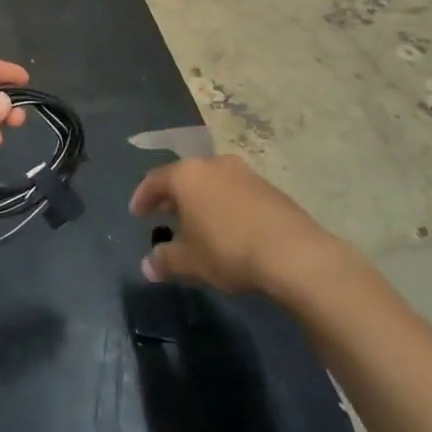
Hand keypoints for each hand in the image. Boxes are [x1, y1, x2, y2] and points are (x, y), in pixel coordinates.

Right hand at [130, 156, 346, 301]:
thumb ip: (165, 261)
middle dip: (173, 197)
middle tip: (165, 216)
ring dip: (201, 199)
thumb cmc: (229, 250)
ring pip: (212, 182)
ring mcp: (244, 173)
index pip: (154, 180)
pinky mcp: (270, 187)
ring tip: (198, 223)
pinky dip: (225, 205)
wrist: (294, 254)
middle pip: (185, 176)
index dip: (142, 197)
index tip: (137, 214)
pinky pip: (236, 191)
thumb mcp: (190, 262)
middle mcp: (213, 165)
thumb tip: (147, 267)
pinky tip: (229, 227)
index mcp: (187, 175)